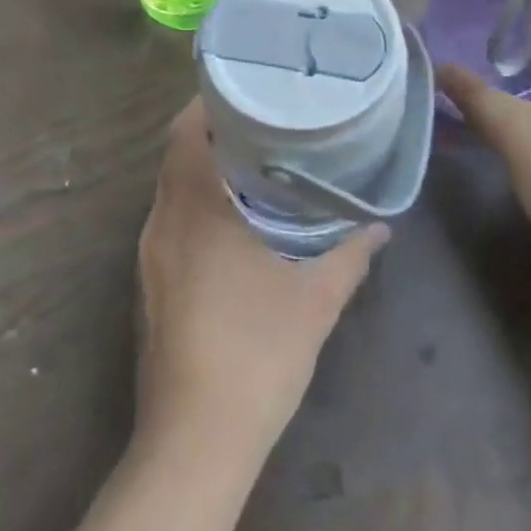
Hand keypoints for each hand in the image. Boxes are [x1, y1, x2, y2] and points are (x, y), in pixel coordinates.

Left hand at [135, 99, 387, 463]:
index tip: (248, 89)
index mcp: (193, 209)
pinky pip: (170, 220)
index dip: (209, 103)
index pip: (186, 132)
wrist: (195, 441)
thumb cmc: (256, 354)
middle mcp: (161, 222)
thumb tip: (380, 225)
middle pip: (177, 155)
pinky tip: (234, 219)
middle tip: (264, 119)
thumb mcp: (316, 300)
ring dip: (204, 169)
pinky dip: (196, 202)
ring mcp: (149, 255)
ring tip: (255, 160)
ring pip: (171, 189)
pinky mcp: (149, 283)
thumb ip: (349, 254)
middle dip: (214, 132)